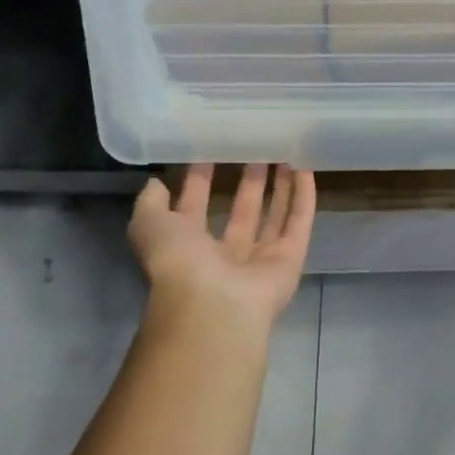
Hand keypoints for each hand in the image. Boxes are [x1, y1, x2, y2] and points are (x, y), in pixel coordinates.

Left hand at [128, 163, 316, 333]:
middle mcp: (225, 255)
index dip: (200, 180)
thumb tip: (156, 183)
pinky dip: (303, 197)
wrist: (214, 305)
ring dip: (279, 186)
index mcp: (189, 248)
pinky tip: (306, 169)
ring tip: (284, 153)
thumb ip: (150, 203)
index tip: (210, 150)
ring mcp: (261, 259)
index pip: (196, 207)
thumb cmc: (177, 262)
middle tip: (256, 149)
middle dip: (248, 182)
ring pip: (273, 216)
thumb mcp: (149, 225)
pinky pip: (298, 223)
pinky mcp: (290, 260)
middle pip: (242, 211)